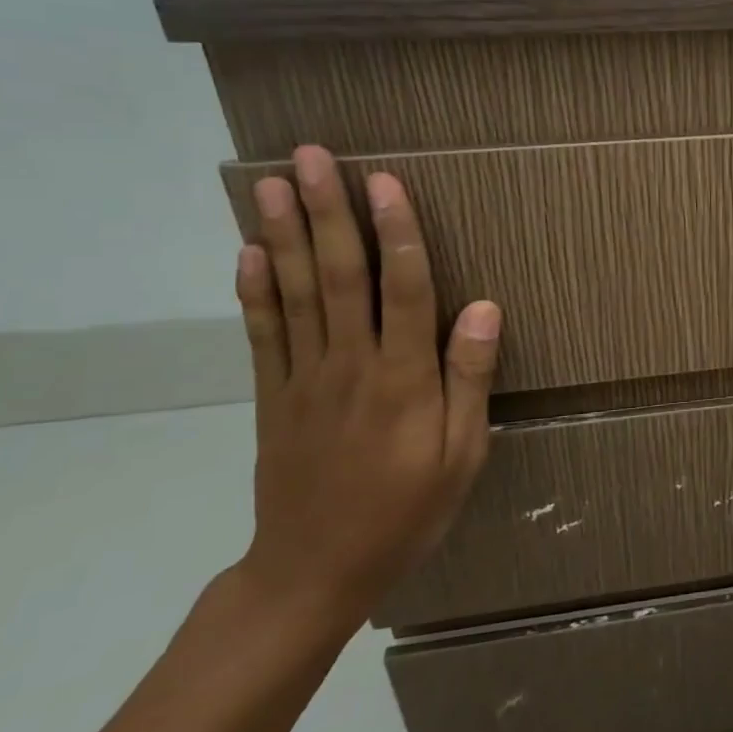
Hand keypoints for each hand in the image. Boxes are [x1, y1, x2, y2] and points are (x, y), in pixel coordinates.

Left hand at [233, 145, 501, 630]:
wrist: (313, 574)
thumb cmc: (407, 512)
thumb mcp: (462, 455)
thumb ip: (469, 378)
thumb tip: (483, 307)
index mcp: (403, 380)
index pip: (401, 290)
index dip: (395, 232)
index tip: (383, 182)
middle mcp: (349, 366)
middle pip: (338, 277)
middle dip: (327, 213)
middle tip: (312, 157)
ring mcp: (304, 379)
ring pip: (295, 294)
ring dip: (285, 235)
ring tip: (271, 184)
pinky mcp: (274, 397)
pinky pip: (262, 334)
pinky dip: (254, 290)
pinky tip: (249, 251)